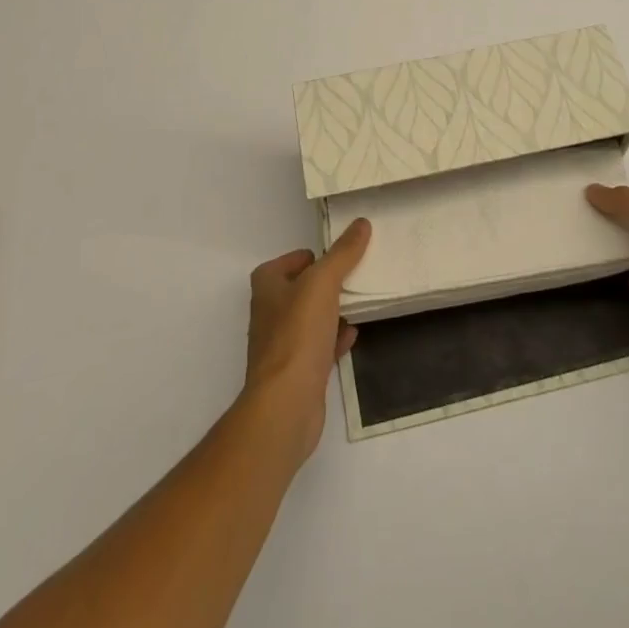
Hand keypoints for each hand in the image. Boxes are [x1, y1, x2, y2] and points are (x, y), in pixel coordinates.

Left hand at [239, 218, 370, 461]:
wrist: (286, 404)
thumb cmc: (298, 334)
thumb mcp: (323, 282)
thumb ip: (342, 253)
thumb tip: (361, 223)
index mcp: (267, 287)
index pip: (287, 261)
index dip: (310, 257)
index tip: (338, 257)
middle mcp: (269, 313)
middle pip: (300, 289)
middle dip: (325, 284)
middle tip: (353, 276)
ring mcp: (281, 345)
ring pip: (310, 319)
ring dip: (331, 311)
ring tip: (358, 302)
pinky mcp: (296, 373)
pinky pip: (318, 347)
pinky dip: (334, 339)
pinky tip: (353, 335)